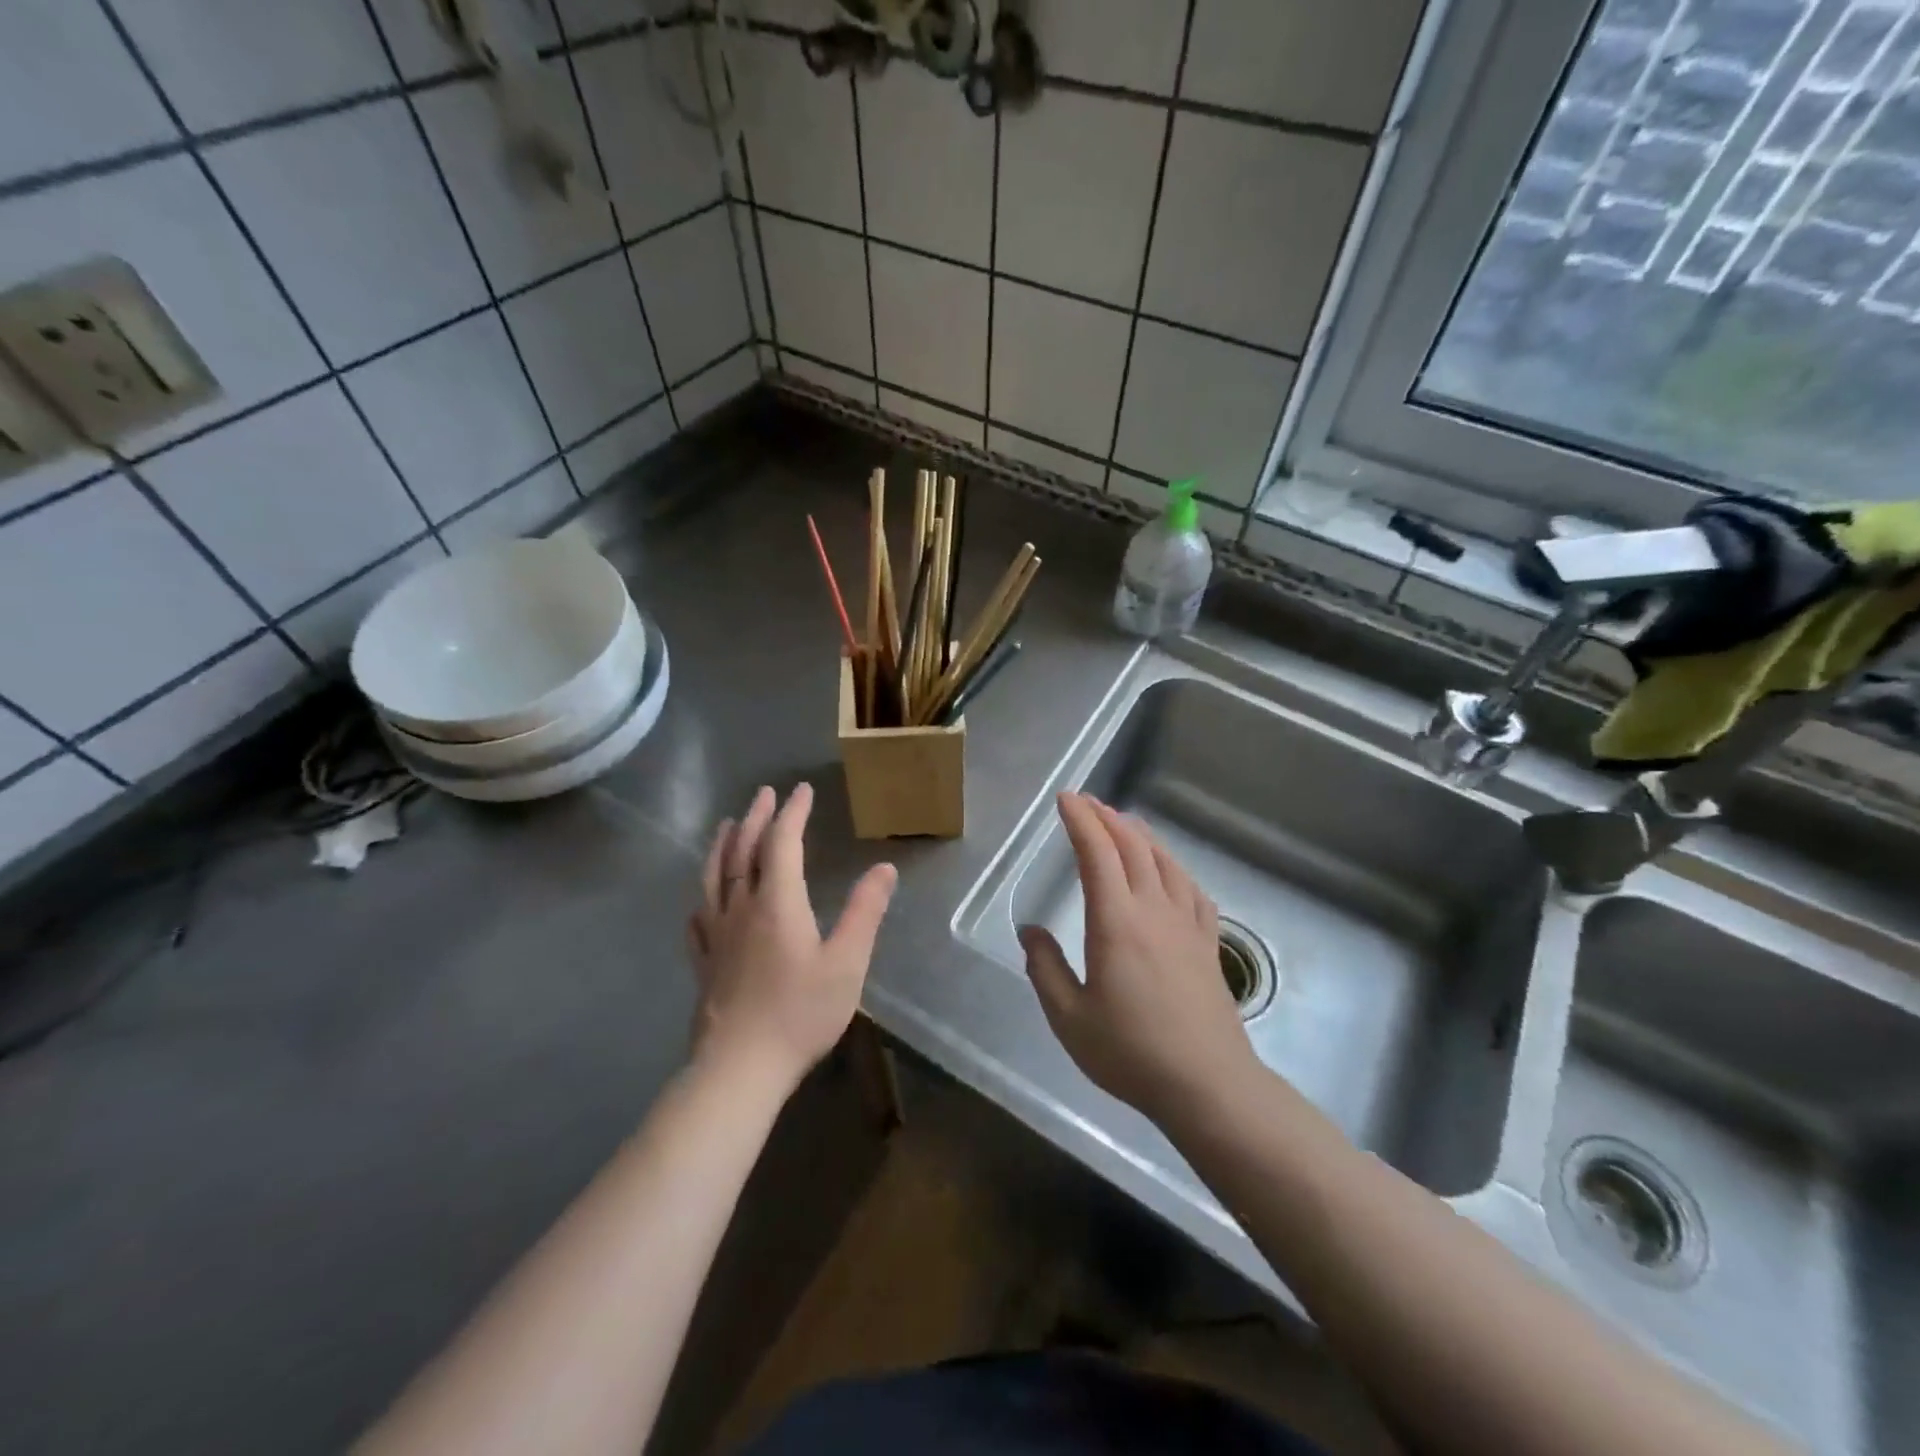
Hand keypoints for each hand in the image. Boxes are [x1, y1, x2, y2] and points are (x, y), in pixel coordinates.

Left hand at [688, 784, 897, 1091]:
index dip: (792, 812)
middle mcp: (741, 908)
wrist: (739, 1068)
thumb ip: (865, 912)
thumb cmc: (800, 1013)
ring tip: (728, 825)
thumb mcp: (847, 962)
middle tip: (764, 794)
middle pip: (744, 851)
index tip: (802, 790)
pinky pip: (698, 916)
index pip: (782, 843)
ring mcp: (716, 935)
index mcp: (777, 902)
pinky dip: (703, 895)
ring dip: (723, 845)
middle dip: (756, 818)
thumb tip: (884, 868)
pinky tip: (703, 898)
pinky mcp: (703, 962)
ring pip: (714, 876)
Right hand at [1020, 792, 1257, 1126]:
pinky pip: (1192, 890)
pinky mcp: (1208, 944)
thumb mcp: (1069, 1018)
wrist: (1208, 1085)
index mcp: (1116, 922)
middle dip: (1107, 818)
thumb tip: (1030, 932)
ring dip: (1141, 835)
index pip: (1098, 854)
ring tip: (1123, 823)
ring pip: (1165, 862)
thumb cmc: (1131, 1053)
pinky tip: (1171, 872)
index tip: (1066, 799)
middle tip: (1087, 802)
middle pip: (1133, 847)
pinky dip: (1175, 868)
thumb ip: (1045, 969)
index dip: (1081, 821)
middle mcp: (1154, 911)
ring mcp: (1187, 925)